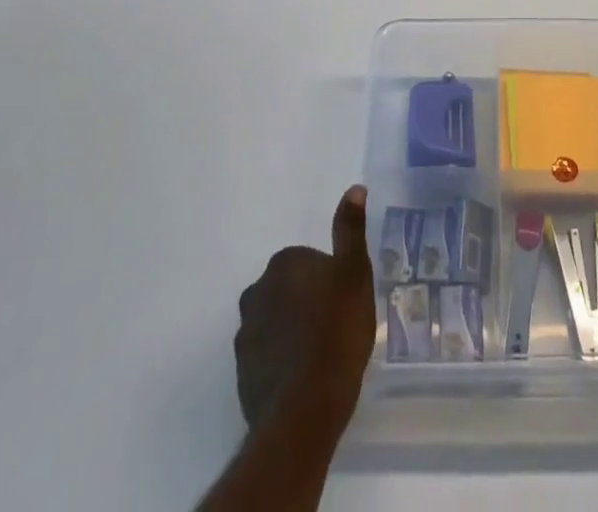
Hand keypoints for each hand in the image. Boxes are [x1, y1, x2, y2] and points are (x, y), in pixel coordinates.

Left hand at [233, 186, 376, 430]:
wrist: (305, 408)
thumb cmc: (337, 330)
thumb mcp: (355, 272)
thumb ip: (351, 230)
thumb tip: (354, 189)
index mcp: (284, 264)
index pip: (308, 260)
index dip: (330, 279)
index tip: (345, 300)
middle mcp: (256, 291)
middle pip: (288, 289)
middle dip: (307, 302)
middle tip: (336, 325)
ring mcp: (245, 334)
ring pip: (275, 322)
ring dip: (293, 331)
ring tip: (321, 355)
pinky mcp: (242, 373)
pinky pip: (267, 355)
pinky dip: (282, 361)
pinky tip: (305, 377)